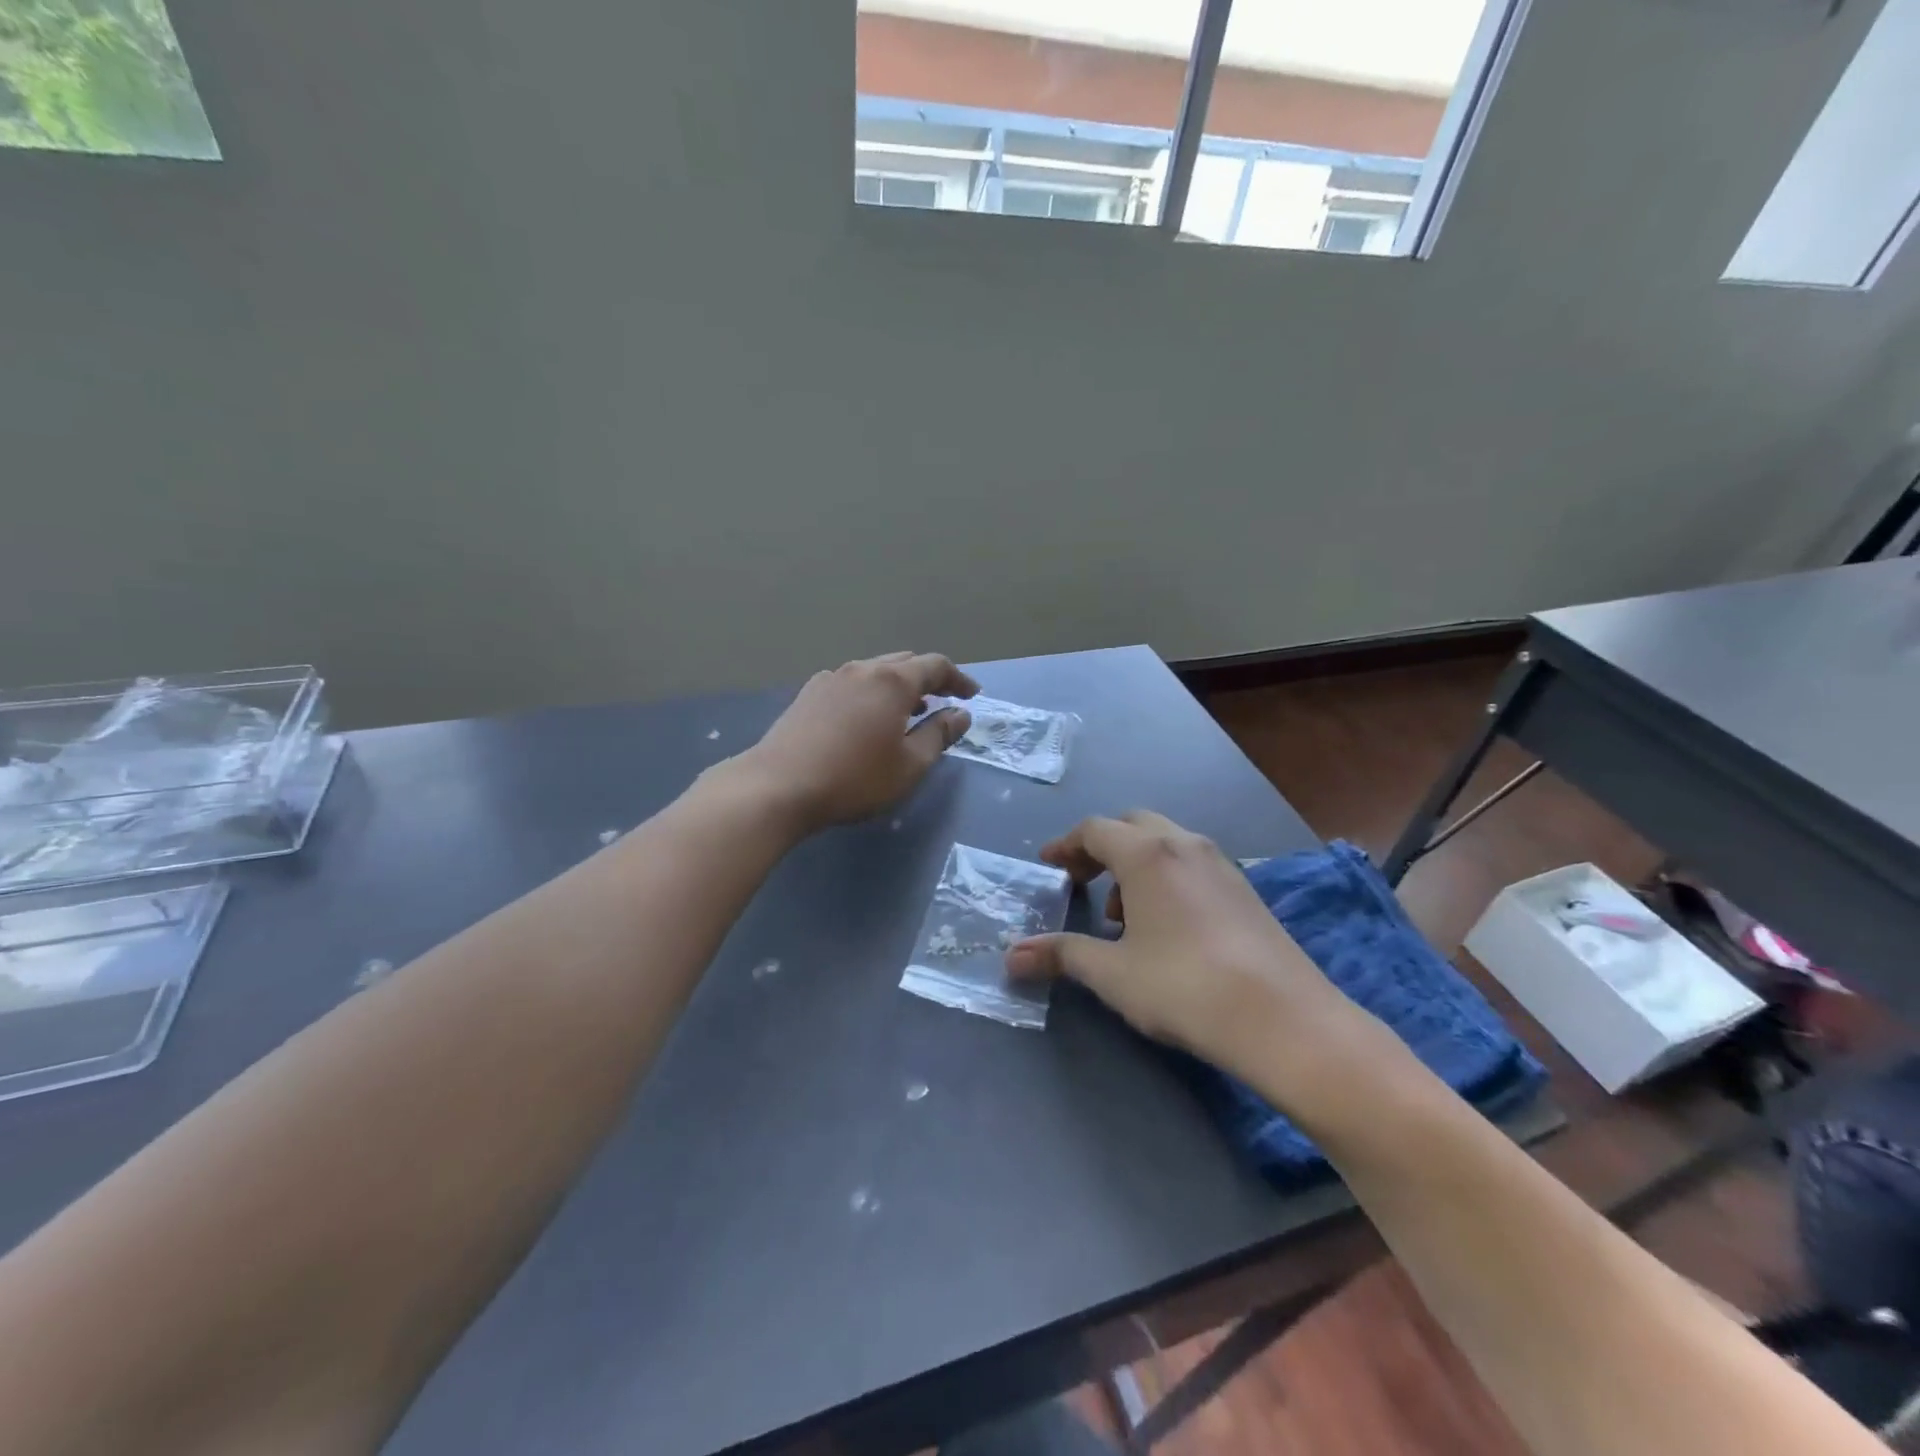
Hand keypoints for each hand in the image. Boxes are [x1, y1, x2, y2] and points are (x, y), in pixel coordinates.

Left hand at [740, 652, 978, 830]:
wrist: (777, 786)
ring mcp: (830, 678)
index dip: (959, 679)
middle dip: (928, 679)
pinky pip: (851, 683)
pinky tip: (866, 719)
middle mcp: (862, 669)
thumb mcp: (909, 765)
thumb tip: (961, 714)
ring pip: (874, 671)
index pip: (936, 666)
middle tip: (942, 702)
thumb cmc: (854, 778)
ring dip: (897, 686)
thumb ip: (940, 735)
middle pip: (904, 662)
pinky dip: (870, 693)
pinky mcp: (807, 694)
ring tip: (907, 712)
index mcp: (892, 681)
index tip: (972, 695)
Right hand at [1007, 812, 1367, 1085]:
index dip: (1065, 845)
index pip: (1094, 829)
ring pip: (1166, 843)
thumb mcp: (1112, 973)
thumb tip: (1011, 956)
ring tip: (1122, 915)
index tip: (1047, 866)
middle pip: (1132, 825)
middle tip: (1081, 883)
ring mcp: (1221, 864)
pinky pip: (1191, 864)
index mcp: (1147, 853)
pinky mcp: (1245, 889)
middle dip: (1100, 848)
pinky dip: (1166, 877)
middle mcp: (1184, 845)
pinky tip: (1166, 926)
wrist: (1284, 1020)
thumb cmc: (1184, 987)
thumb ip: (1061, 955)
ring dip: (1135, 864)